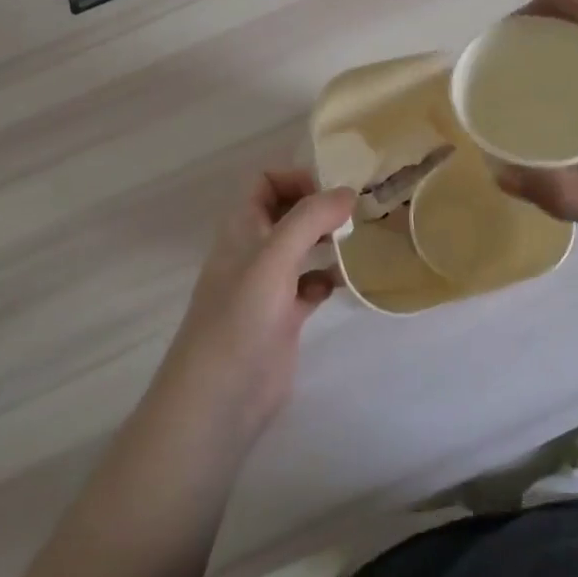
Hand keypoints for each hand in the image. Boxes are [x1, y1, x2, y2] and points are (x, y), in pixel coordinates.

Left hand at [154, 171, 352, 450]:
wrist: (220, 399)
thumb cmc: (241, 317)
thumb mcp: (275, 257)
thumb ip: (311, 218)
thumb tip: (348, 191)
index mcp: (242, 227)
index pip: (265, 181)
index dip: (296, 178)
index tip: (332, 193)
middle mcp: (253, 250)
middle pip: (287, 211)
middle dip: (319, 207)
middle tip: (355, 214)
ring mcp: (268, 285)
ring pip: (301, 247)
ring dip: (327, 240)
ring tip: (357, 241)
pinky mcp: (283, 317)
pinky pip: (309, 285)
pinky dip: (326, 279)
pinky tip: (342, 284)